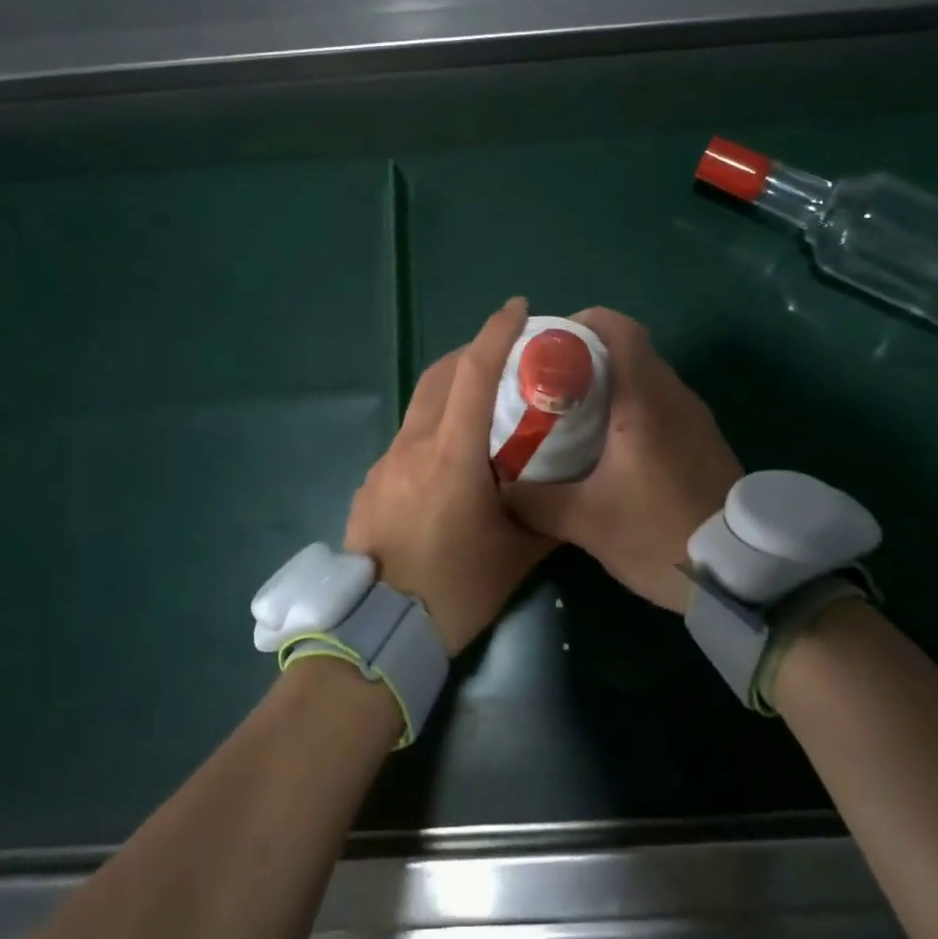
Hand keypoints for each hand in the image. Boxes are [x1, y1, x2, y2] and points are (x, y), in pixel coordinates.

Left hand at [345, 297, 553, 654]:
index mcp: (452, 454)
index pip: (474, 373)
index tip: (517, 308)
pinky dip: (431, 428)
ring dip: (449, 391)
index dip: (496, 333)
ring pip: (419, 405)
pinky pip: (406, 439)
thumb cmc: (455, 590)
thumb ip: (546, 516)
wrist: (378, 630)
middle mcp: (413, 445)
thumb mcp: (516, 555)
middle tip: (503, 357)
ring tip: (479, 408)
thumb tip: (567, 495)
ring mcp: (385, 462)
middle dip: (471, 353)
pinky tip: (448, 462)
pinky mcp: (370, 483)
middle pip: (439, 375)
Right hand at [506, 308, 740, 612]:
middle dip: (585, 355)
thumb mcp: (585, 522)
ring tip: (570, 412)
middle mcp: (674, 396)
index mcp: (644, 400)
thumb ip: (533, 500)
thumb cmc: (659, 535)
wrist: (742, 575)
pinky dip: (631, 406)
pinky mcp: (704, 440)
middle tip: (546, 382)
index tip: (547, 343)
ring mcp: (695, 417)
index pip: (619, 329)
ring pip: (647, 377)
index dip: (582, 323)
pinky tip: (608, 444)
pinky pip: (661, 403)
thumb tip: (497, 484)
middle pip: (630, 350)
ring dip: (609, 383)